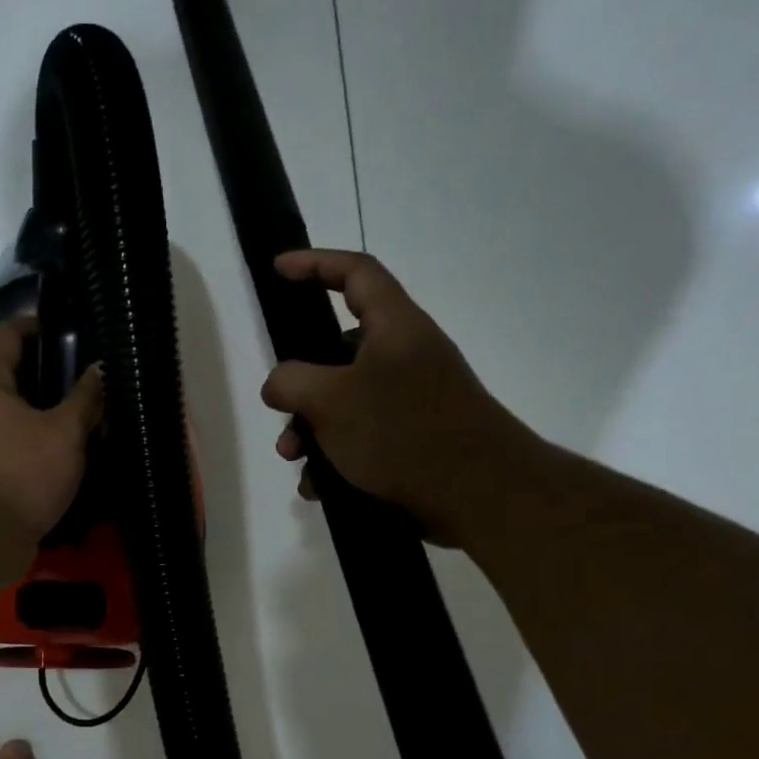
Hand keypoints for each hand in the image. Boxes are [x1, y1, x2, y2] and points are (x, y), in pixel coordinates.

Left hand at [0, 317, 103, 545]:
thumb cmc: (20, 473)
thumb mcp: (65, 434)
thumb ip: (86, 399)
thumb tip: (101, 369)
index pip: (7, 333)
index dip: (37, 324)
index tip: (70, 330)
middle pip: (9, 375)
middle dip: (47, 375)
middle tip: (86, 379)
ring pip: (10, 414)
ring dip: (42, 414)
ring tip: (81, 418)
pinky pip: (8, 446)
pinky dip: (32, 444)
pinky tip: (62, 455)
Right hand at [259, 249, 536, 545]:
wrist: (480, 496)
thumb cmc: (403, 433)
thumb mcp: (331, 400)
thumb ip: (290, 381)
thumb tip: (278, 384)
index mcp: (395, 327)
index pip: (355, 272)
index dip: (315, 263)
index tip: (279, 269)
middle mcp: (405, 356)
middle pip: (338, 351)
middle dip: (299, 385)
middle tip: (279, 412)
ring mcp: (411, 400)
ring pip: (344, 402)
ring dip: (311, 429)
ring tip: (297, 461)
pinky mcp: (413, 439)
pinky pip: (361, 437)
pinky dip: (335, 457)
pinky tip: (321, 485)